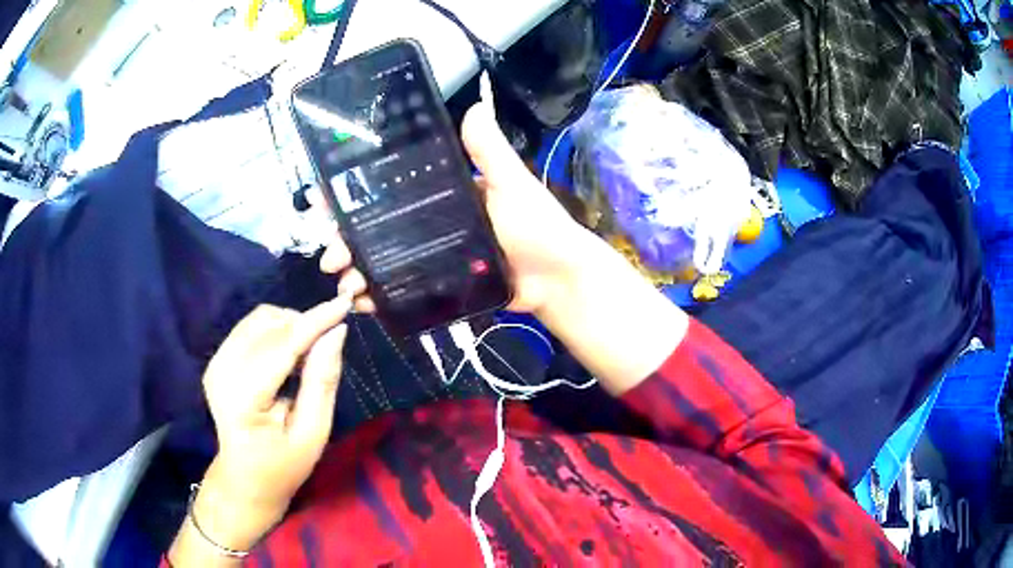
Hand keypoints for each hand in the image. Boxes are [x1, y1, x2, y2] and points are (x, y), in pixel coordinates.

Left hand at [196, 296, 351, 550]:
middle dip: (303, 324)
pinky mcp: (217, 359)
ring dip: (289, 325)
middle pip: (268, 325)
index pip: (282, 346)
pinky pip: (250, 327)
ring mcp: (216, 363)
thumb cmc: (283, 465)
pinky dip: (276, 331)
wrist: (245, 478)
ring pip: (258, 319)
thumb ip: (322, 382)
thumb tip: (337, 333)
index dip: (315, 321)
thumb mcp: (313, 433)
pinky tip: (287, 356)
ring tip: (307, 354)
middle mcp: (222, 371)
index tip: (346, 302)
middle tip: (328, 345)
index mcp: (243, 398)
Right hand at [321, 93, 594, 315]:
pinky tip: (363, 303)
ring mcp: (432, 256)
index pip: (389, 189)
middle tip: (331, 254)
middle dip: (347, 240)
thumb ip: (490, 151)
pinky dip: (380, 296)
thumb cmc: (537, 227)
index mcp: (442, 194)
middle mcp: (430, 223)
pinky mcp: (439, 285)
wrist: (558, 280)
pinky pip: (403, 289)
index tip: (326, 201)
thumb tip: (473, 107)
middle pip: (377, 228)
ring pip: (383, 260)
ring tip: (344, 284)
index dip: (355, 194)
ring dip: (358, 271)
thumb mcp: (512, 184)